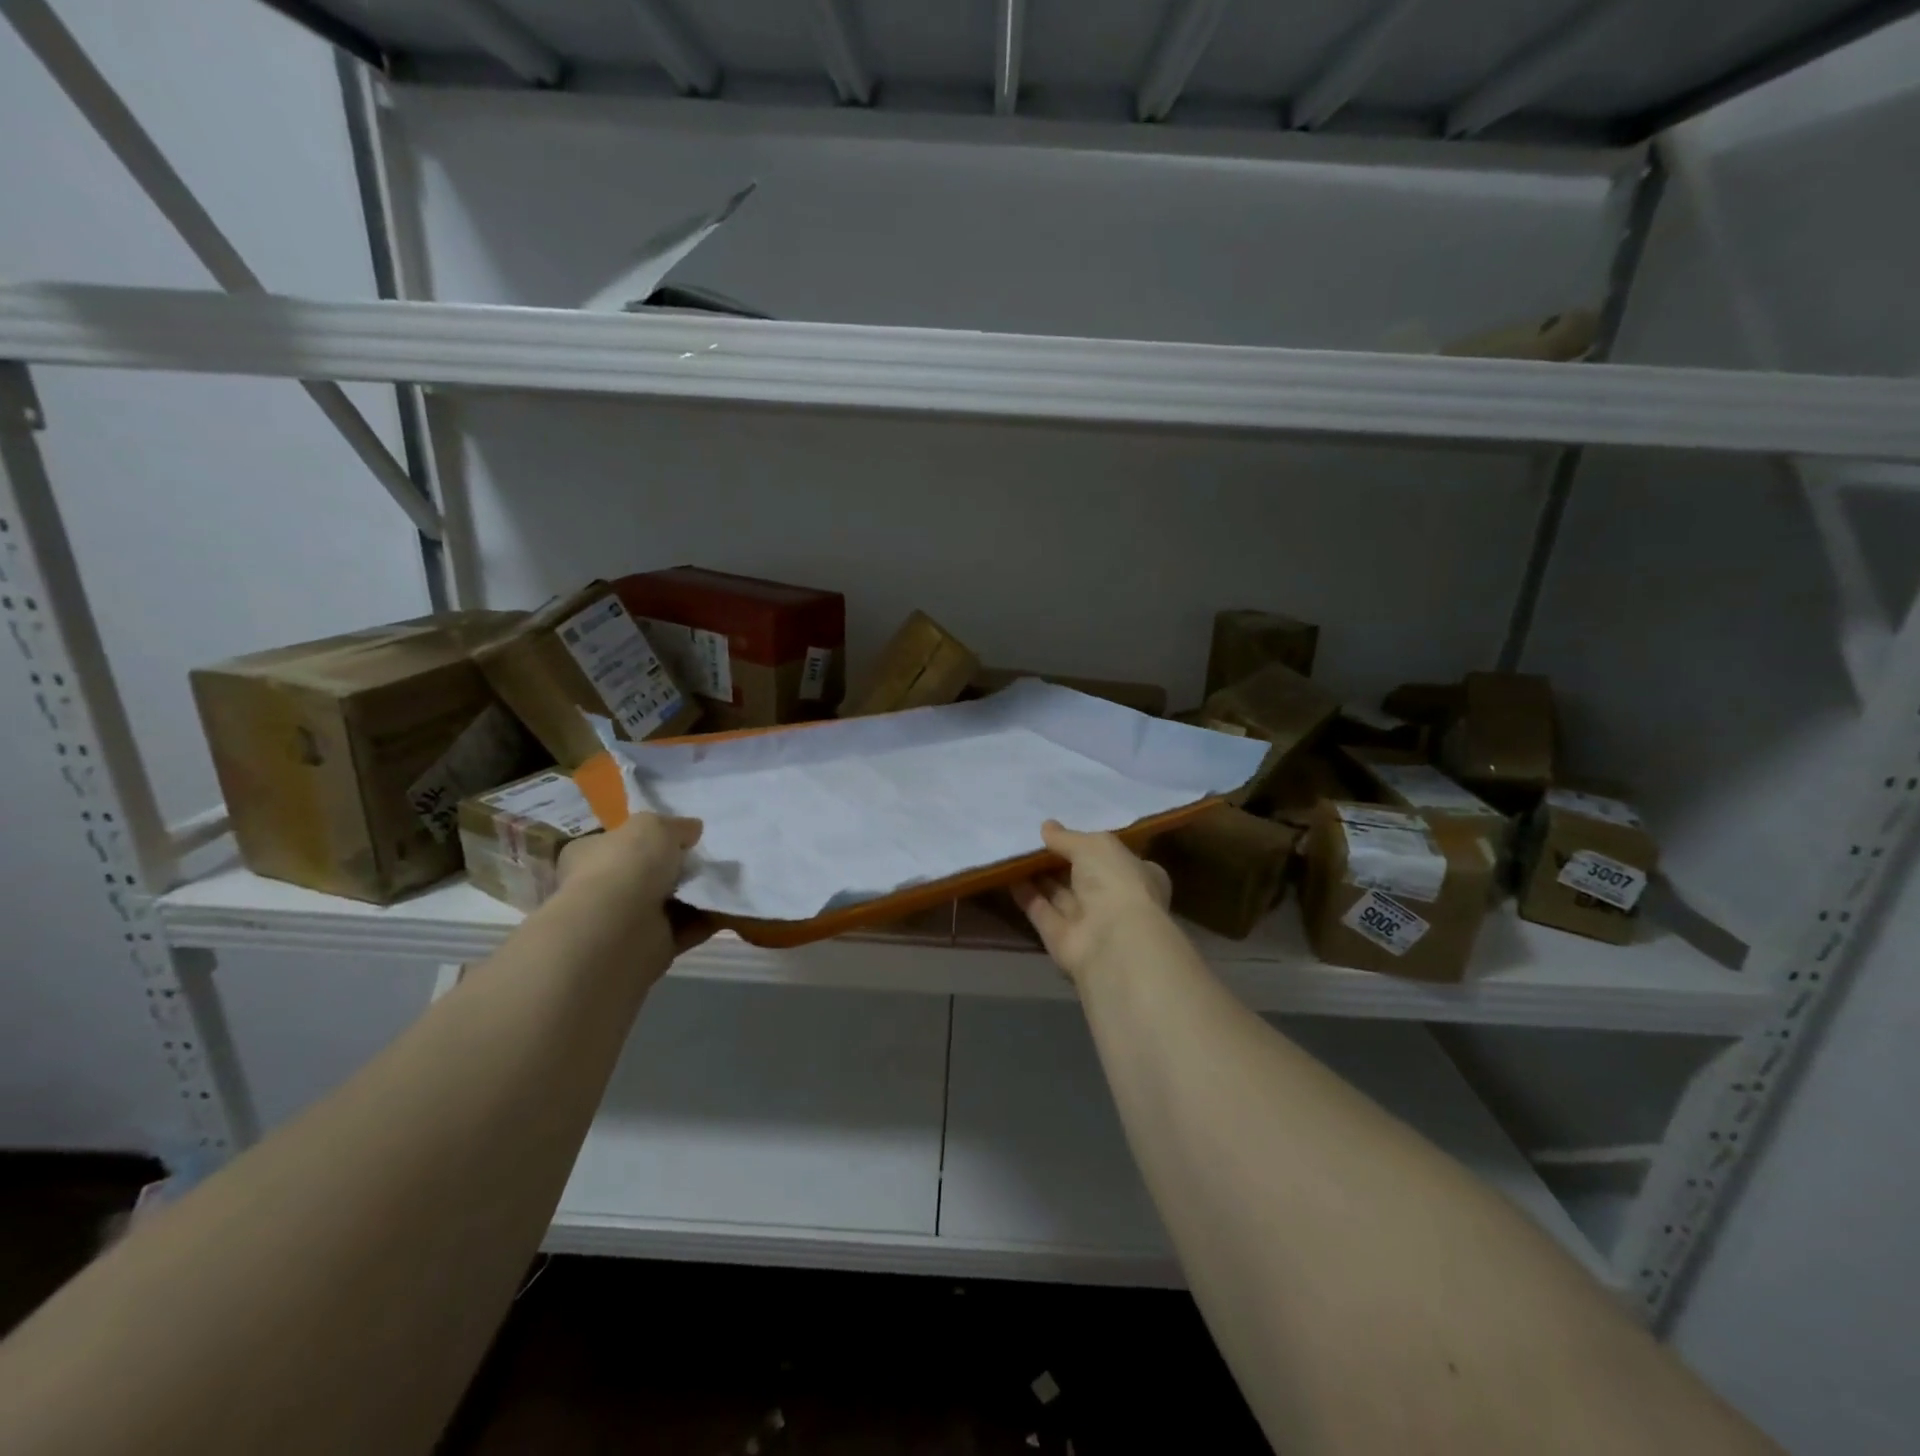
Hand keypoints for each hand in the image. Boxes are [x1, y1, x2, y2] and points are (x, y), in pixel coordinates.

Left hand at [557, 812, 712, 951]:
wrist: (621, 926)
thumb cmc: (629, 864)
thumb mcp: (655, 825)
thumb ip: (676, 826)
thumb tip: (692, 829)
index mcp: (590, 854)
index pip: (618, 842)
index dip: (648, 837)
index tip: (682, 835)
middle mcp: (603, 887)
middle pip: (647, 873)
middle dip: (678, 868)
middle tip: (708, 858)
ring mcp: (625, 920)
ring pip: (669, 902)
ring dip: (695, 894)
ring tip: (725, 880)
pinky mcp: (650, 945)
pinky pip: (686, 928)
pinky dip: (706, 919)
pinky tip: (727, 906)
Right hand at [1011, 820, 1171, 986]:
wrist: (1112, 941)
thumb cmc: (1116, 881)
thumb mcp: (1094, 845)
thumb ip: (1067, 837)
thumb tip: (1046, 827)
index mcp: (1138, 874)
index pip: (1115, 856)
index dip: (1092, 845)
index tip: (1067, 831)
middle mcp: (1116, 898)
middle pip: (1083, 875)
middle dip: (1060, 859)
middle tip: (1031, 837)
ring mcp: (1089, 921)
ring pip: (1060, 893)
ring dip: (1039, 874)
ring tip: (1014, 850)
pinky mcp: (1062, 938)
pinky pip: (1041, 910)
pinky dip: (1026, 894)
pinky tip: (1007, 873)